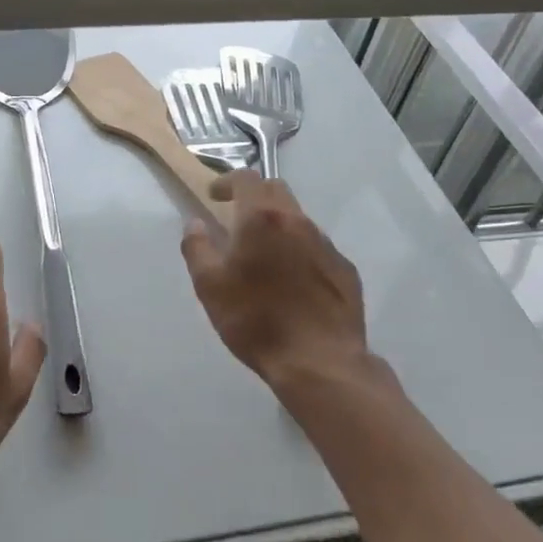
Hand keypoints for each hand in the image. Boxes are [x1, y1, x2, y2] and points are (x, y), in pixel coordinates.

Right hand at [182, 172, 368, 394]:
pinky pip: (318, 248)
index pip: (246, 178)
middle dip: (255, 196)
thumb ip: (197, 247)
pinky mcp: (346, 270)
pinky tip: (295, 282)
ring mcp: (326, 245)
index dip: (228, 181)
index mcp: (262, 218)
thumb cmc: (256, 320)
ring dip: (280, 225)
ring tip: (266, 255)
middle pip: (276, 190)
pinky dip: (301, 252)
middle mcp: (297, 221)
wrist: (320, 363)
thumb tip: (196, 224)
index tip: (215, 196)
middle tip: (239, 218)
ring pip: (299, 219)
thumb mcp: (209, 286)